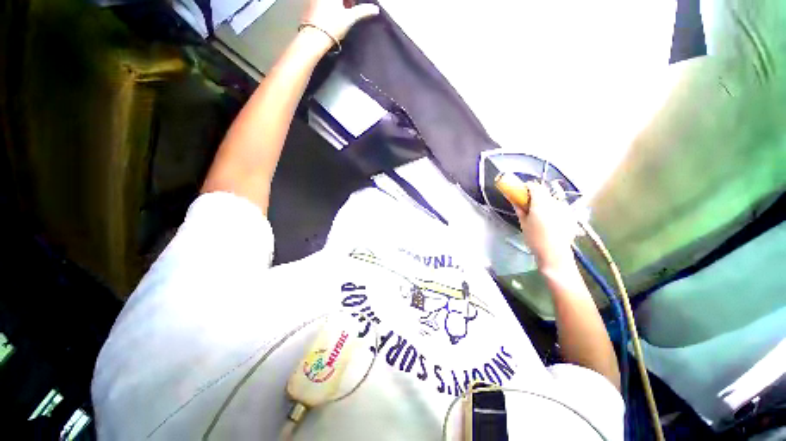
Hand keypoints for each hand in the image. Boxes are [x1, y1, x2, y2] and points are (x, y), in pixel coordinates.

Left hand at [301, 0, 379, 41]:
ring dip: (338, 4)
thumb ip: (363, 11)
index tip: (353, 7)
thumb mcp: (350, 18)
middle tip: (351, 7)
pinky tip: (332, 15)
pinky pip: (322, 3)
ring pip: (330, 1)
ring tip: (343, 11)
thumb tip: (375, 9)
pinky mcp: (309, 5)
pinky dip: (329, 6)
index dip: (352, 3)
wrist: (313, 38)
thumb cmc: (332, 27)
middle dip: (346, 2)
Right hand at [511, 183, 577, 271]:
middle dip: (535, 194)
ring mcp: (564, 208)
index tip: (521, 190)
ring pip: (552, 199)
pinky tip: (549, 219)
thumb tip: (514, 199)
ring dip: (544, 201)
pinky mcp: (570, 215)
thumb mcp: (523, 223)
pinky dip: (553, 208)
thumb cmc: (534, 238)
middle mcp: (554, 202)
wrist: (554, 253)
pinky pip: (559, 206)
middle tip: (528, 203)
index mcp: (541, 204)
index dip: (527, 186)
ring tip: (539, 213)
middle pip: (544, 192)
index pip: (534, 187)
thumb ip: (519, 208)